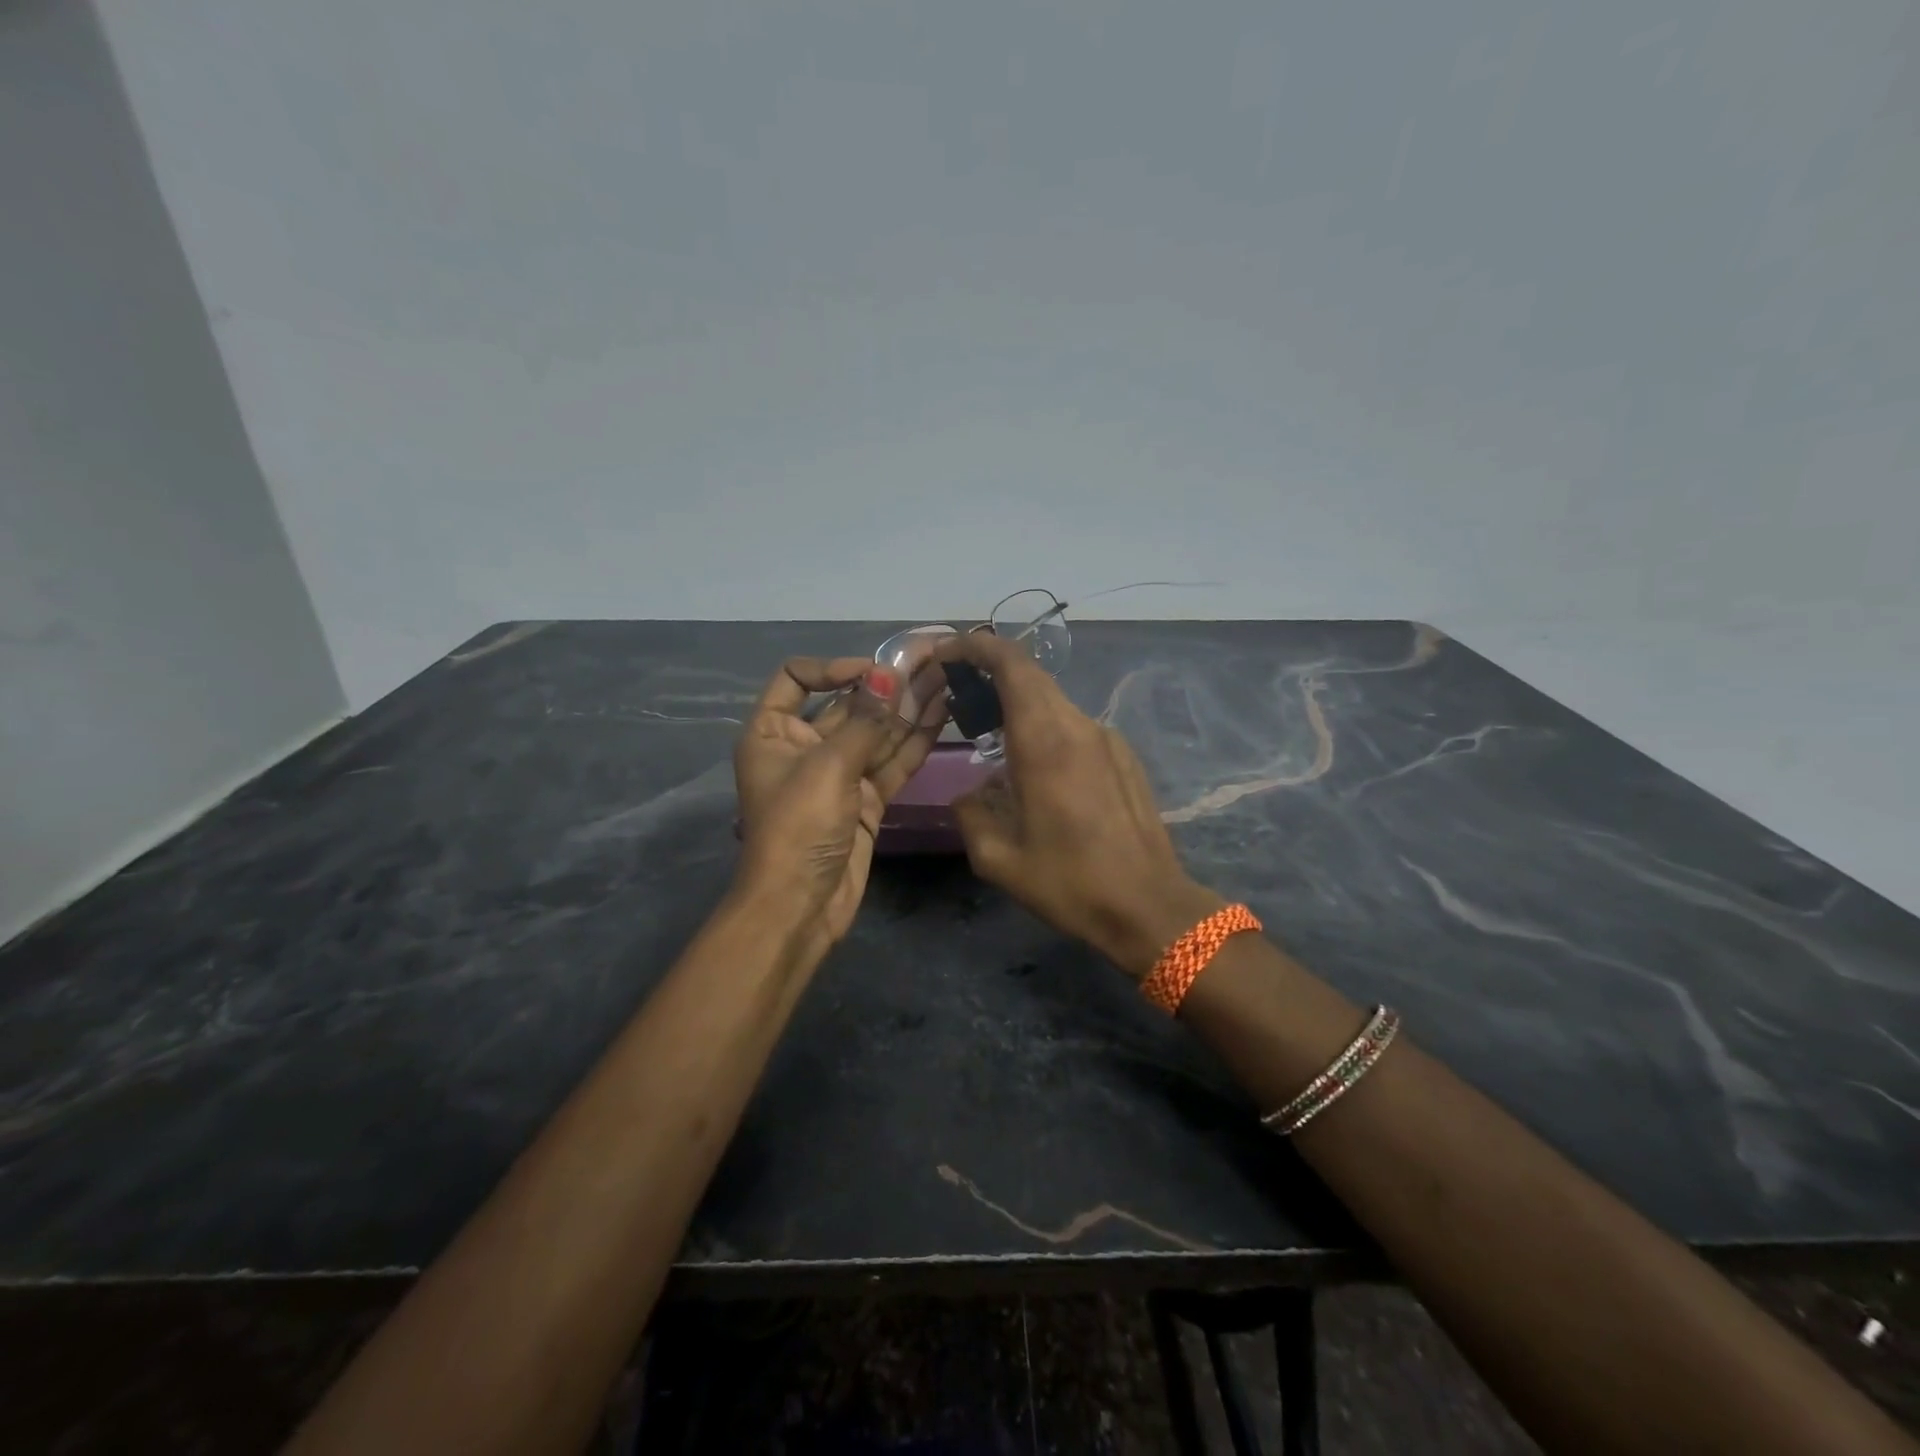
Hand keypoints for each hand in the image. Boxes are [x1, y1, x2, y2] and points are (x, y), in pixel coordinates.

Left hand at [733, 657, 943, 945]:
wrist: (801, 905)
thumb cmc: (799, 826)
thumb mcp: (828, 766)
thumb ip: (865, 720)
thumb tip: (889, 673)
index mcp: (773, 732)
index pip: (796, 679)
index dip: (833, 668)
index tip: (874, 671)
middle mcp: (803, 747)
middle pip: (846, 705)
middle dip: (887, 686)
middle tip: (931, 663)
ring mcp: (838, 775)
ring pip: (876, 733)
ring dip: (908, 709)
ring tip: (947, 679)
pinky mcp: (865, 800)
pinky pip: (891, 762)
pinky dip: (914, 741)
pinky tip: (942, 715)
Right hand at [931, 633, 1222, 977]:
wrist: (1149, 907)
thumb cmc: (1070, 883)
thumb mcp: (998, 860)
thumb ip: (971, 814)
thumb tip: (971, 794)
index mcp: (1045, 743)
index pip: (1012, 665)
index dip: (977, 646)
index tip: (947, 652)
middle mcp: (1079, 727)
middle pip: (1032, 676)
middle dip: (991, 670)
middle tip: (959, 690)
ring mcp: (1107, 739)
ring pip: (1054, 701)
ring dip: (1018, 702)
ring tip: (991, 731)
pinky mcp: (1124, 756)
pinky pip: (1075, 726)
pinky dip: (1045, 726)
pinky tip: (1035, 766)